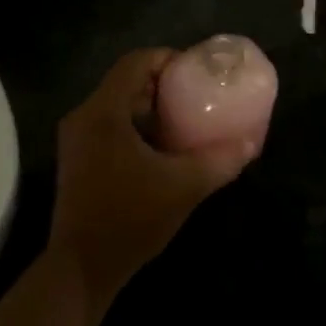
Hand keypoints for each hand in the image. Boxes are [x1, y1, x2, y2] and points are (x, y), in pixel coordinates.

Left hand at [51, 50, 260, 314]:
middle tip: (195, 93)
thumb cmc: (130, 219)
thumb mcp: (183, 188)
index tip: (196, 70)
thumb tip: (250, 144)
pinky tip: (160, 147)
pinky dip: (134, 125)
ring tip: (183, 119)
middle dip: (161, 83)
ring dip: (148, 106)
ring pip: (115, 104)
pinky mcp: (76, 158)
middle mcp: (84, 116)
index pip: (135, 62)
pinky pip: (108, 124)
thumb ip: (218, 161)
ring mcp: (76, 138)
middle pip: (125, 81)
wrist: (81, 267)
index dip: (167, 58)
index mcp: (104, 111)